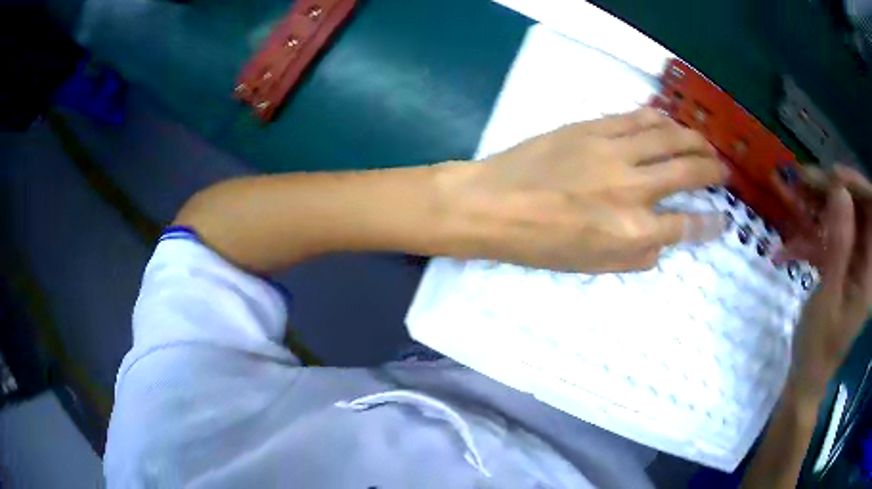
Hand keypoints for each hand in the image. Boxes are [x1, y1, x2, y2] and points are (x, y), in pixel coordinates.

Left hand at [442, 108, 726, 272]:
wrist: (492, 204)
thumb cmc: (539, 245)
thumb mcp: (592, 266)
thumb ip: (636, 255)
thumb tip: (665, 241)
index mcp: (632, 230)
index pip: (688, 225)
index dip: (711, 222)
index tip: (724, 218)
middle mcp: (632, 188)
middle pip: (689, 171)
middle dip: (714, 171)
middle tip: (724, 171)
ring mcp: (613, 151)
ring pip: (668, 136)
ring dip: (694, 140)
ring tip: (705, 145)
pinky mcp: (593, 128)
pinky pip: (636, 117)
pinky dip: (659, 119)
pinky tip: (669, 122)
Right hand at [791, 165, 871, 400]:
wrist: (805, 379)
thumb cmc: (818, 349)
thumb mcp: (828, 298)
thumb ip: (839, 245)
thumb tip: (840, 190)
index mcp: (869, 271)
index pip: (870, 212)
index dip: (855, 187)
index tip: (829, 176)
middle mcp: (865, 260)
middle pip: (854, 210)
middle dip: (829, 193)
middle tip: (799, 181)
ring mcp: (852, 264)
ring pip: (839, 222)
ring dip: (814, 212)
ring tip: (788, 205)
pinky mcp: (840, 268)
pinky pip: (828, 242)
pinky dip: (807, 241)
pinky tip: (785, 249)